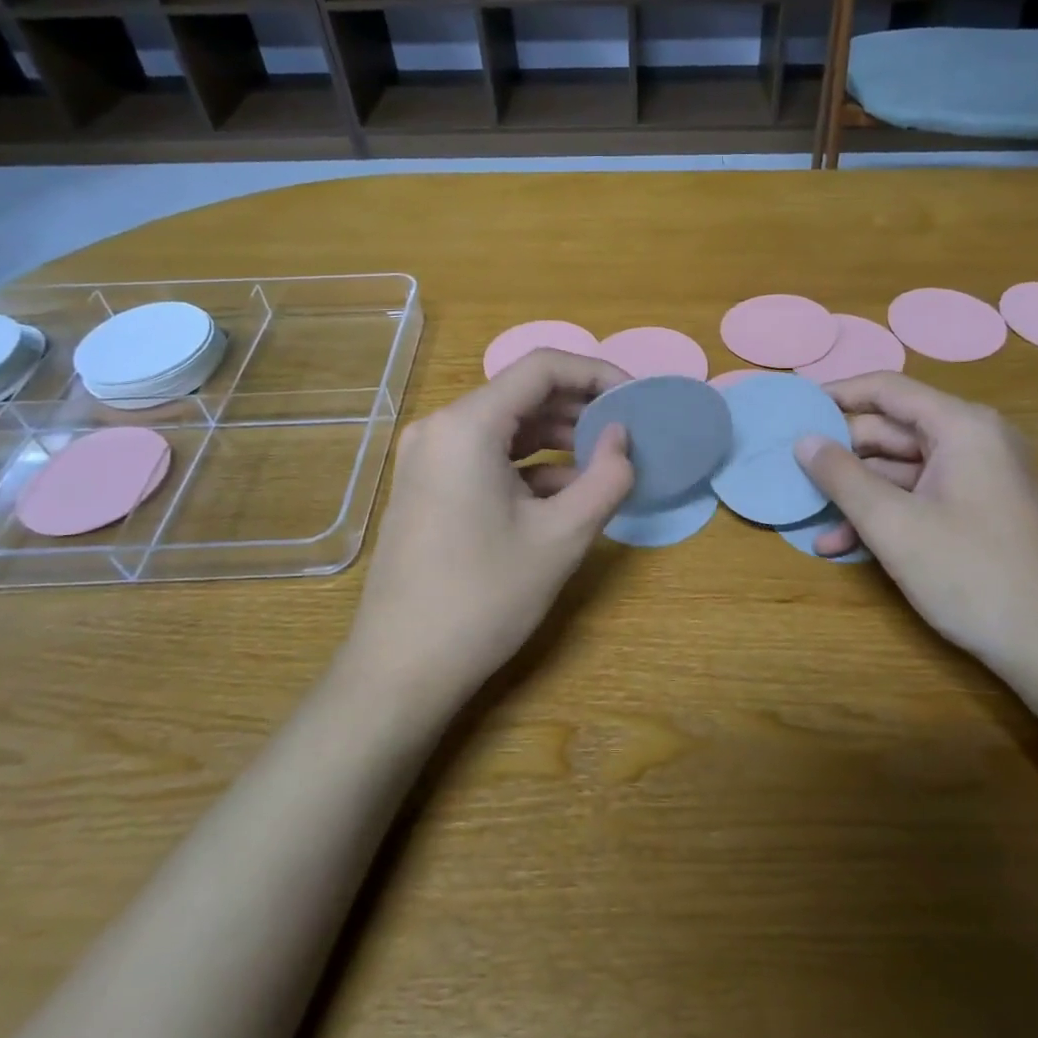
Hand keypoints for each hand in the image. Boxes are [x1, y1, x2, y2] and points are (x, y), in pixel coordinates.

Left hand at [340, 349, 635, 709]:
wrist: (401, 669)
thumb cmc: (484, 597)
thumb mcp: (561, 537)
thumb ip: (606, 477)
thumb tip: (623, 438)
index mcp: (467, 425)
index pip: (542, 368)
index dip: (597, 374)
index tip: (636, 399)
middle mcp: (440, 428)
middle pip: (522, 395)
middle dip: (580, 409)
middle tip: (628, 432)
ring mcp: (428, 459)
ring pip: (506, 428)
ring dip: (558, 439)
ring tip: (605, 462)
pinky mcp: (428, 487)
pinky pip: (487, 458)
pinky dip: (530, 467)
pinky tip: (567, 493)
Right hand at [793, 373, 1037, 676]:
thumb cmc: (970, 574)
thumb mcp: (892, 524)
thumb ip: (841, 476)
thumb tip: (803, 441)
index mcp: (963, 427)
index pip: (887, 390)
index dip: (837, 395)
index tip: (796, 409)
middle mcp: (978, 441)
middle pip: (894, 431)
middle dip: (844, 456)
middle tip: (796, 473)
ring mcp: (985, 478)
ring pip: (905, 470)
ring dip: (859, 495)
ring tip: (814, 522)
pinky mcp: (986, 512)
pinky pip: (925, 497)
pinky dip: (889, 514)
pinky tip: (847, 545)